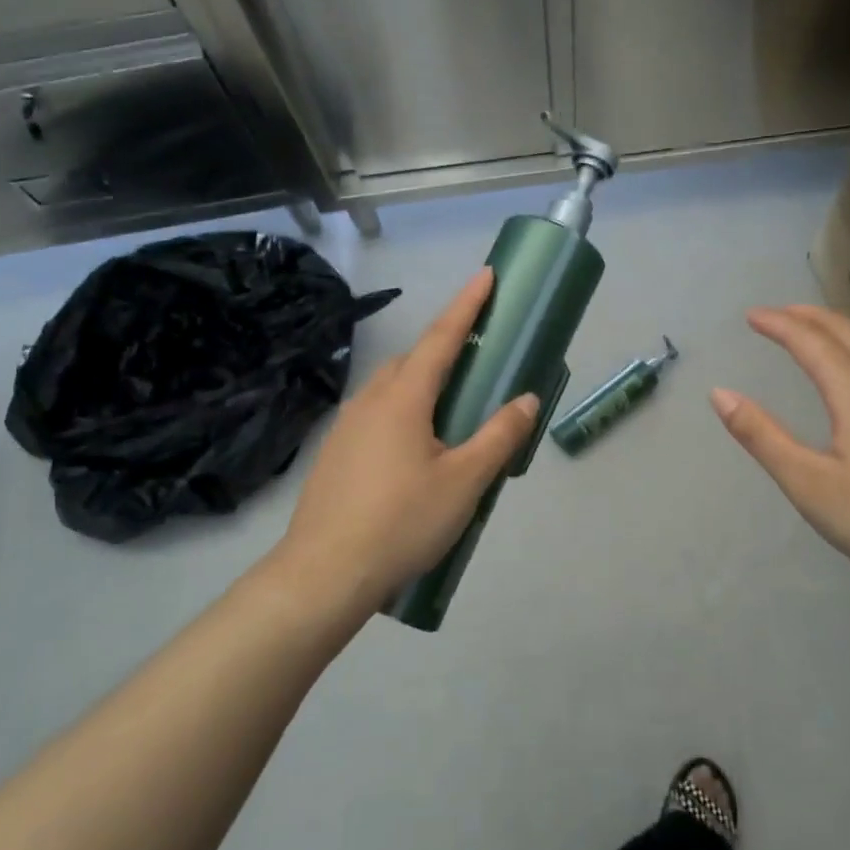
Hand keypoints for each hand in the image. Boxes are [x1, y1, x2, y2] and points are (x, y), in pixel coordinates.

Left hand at [273, 269, 538, 613]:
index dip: (467, 304)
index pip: (442, 337)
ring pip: (391, 387)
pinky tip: (414, 448)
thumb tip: (526, 399)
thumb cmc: (401, 521)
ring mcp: (347, 425)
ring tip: (450, 406)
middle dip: (446, 347)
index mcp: (403, 397)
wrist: (323, 574)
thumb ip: (499, 437)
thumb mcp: (464, 482)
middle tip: (477, 355)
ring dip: (422, 381)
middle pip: (414, 359)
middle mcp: (371, 400)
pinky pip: (376, 413)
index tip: (486, 274)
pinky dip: (402, 409)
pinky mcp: (335, 452)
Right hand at [710, 305, 849, 599]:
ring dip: (834, 330)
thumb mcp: (810, 485)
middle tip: (776, 314)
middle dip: (806, 315)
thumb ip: (762, 437)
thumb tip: (719, 394)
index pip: (809, 340)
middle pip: (844, 330)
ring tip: (810, 334)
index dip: (777, 324)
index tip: (750, 316)